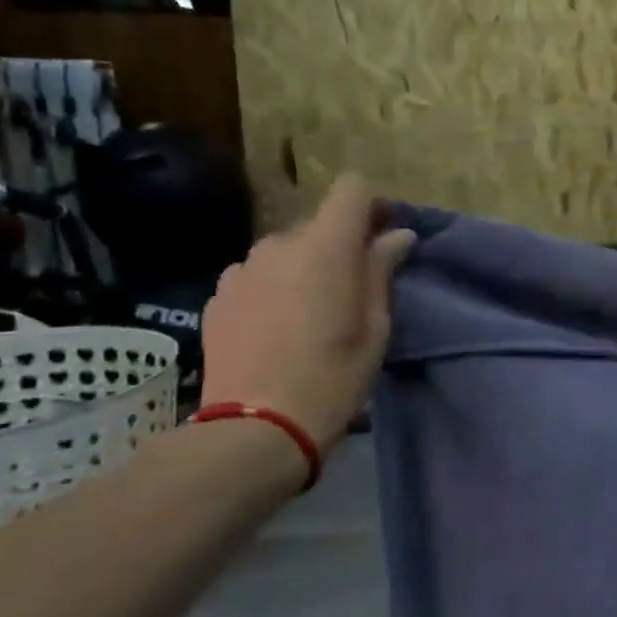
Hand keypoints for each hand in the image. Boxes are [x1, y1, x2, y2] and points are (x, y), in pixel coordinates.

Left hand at [199, 175, 416, 449]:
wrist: (256, 428)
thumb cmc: (333, 377)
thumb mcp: (375, 326)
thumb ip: (382, 270)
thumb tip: (398, 234)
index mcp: (325, 247)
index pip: (351, 189)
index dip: (371, 205)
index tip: (383, 237)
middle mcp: (278, 244)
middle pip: (319, 223)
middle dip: (340, 245)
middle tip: (354, 289)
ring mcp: (242, 269)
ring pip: (286, 250)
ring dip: (304, 266)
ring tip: (312, 312)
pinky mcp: (218, 295)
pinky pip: (257, 274)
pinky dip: (274, 287)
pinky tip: (277, 327)